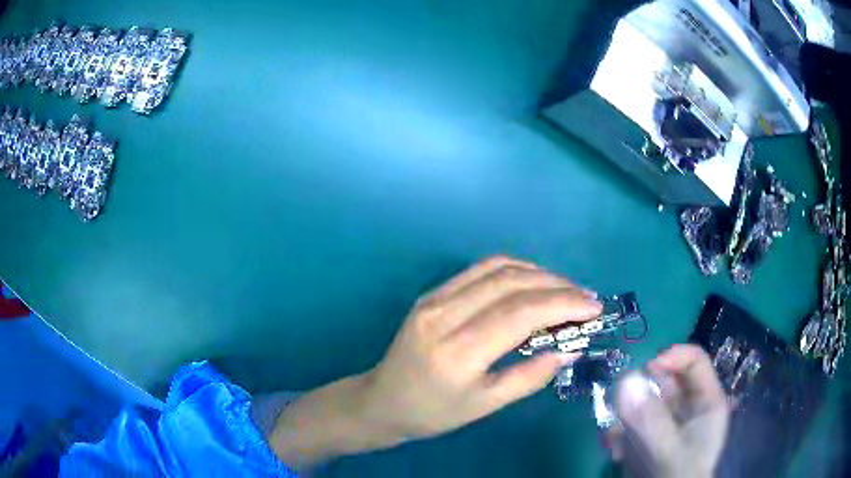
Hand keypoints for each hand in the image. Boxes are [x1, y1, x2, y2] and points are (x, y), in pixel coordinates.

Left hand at [269, 256, 601, 467]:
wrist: (383, 399)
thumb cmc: (433, 412)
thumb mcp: (485, 406)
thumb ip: (530, 376)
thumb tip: (571, 349)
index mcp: (457, 352)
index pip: (521, 313)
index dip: (563, 305)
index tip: (594, 308)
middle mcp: (444, 315)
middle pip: (512, 284)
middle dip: (558, 286)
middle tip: (587, 299)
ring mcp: (434, 298)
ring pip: (497, 269)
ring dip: (539, 273)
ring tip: (567, 290)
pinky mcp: (432, 293)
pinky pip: (479, 270)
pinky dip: (514, 270)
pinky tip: (534, 282)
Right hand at [612, 344, 729, 477]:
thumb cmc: (677, 476)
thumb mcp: (669, 449)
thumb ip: (651, 418)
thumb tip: (626, 377)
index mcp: (706, 401)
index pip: (694, 362)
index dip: (672, 358)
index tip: (644, 369)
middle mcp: (687, 408)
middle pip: (665, 381)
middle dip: (640, 391)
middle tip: (619, 405)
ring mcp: (666, 425)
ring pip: (643, 403)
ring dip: (624, 418)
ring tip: (615, 440)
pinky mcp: (647, 441)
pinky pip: (630, 426)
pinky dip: (619, 436)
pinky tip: (615, 452)